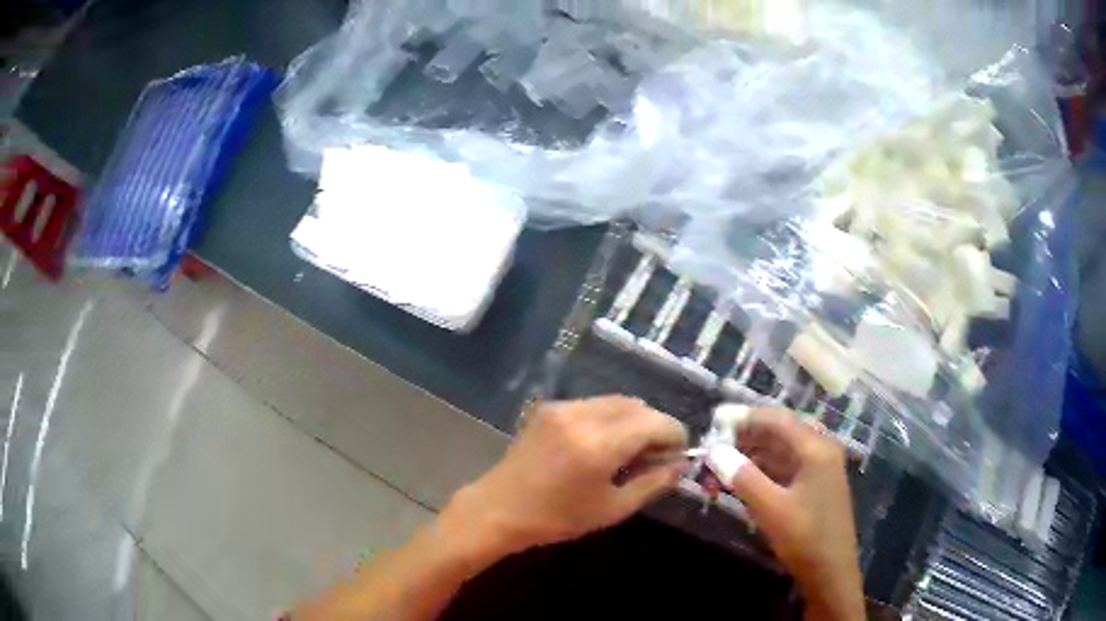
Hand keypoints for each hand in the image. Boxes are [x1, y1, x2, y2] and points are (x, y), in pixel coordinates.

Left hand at [442, 396, 687, 560]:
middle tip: (657, 455)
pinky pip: (594, 404)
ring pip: (617, 401)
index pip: (656, 423)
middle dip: (656, 425)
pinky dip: (611, 417)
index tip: (678, 454)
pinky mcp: (550, 408)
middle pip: (638, 406)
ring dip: (634, 419)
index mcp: (600, 444)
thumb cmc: (557, 518)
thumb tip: (680, 465)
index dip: (675, 436)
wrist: (498, 509)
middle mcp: (583, 416)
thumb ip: (652, 484)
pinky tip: (605, 443)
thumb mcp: (612, 509)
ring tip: (632, 449)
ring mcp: (564, 407)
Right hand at [718, 408, 864, 620]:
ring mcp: (820, 468)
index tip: (715, 419)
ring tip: (722, 463)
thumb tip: (714, 451)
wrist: (831, 572)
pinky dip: (763, 469)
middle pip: (780, 432)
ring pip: (782, 450)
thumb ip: (743, 477)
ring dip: (753, 454)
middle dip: (747, 436)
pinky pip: (786, 466)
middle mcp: (822, 450)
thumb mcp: (771, 509)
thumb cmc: (805, 538)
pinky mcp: (815, 485)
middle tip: (715, 444)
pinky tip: (743, 479)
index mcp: (817, 449)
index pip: (778, 420)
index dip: (745, 417)